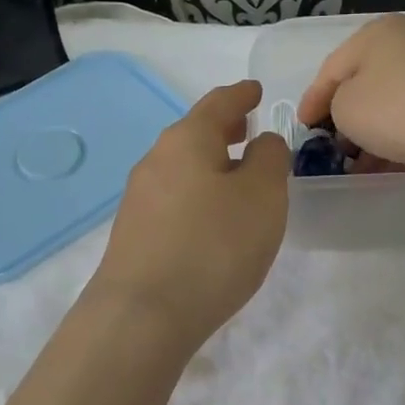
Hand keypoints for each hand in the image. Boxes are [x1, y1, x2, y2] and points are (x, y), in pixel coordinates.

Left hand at [91, 80, 289, 348]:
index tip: (256, 91)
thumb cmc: (213, 245)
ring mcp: (139, 198)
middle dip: (223, 129)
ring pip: (182, 167)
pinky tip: (210, 218)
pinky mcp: (134, 233)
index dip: (242, 95)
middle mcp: (156, 160)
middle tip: (248, 129)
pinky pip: (174, 198)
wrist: (143, 313)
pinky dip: (197, 193)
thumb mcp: (263, 195)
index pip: (219, 103)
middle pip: (194, 133)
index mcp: (187, 140)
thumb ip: (270, 158)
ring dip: (210, 164)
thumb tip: (261, 143)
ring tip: (236, 176)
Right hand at [297, 15, 404, 168]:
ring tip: (366, 167)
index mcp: (373, 35)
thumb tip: (351, 110)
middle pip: (366, 83)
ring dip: (377, 133)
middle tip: (335, 150)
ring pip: (396, 101)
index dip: (312, 102)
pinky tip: (399, 162)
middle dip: (347, 119)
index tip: (303, 130)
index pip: (330, 70)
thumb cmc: (402, 106)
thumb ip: (336, 107)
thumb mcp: (347, 109)